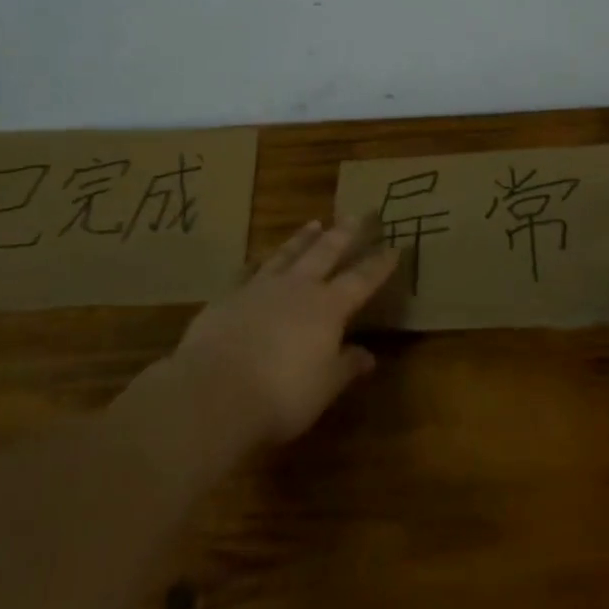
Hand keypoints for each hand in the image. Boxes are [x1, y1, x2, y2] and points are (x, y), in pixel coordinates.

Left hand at [169, 216, 400, 447]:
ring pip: (287, 254)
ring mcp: (260, 288)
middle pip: (326, 252)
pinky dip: (257, 264)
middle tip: (357, 213)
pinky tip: (256, 260)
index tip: (394, 246)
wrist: (214, 390)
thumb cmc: (281, 395)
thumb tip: (369, 355)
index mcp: (328, 308)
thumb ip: (346, 367)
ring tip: (314, 223)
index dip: (379, 264)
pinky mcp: (229, 297)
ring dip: (302, 239)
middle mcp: (297, 288)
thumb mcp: (324, 388)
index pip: (361, 280)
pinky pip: (248, 272)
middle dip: (344, 233)